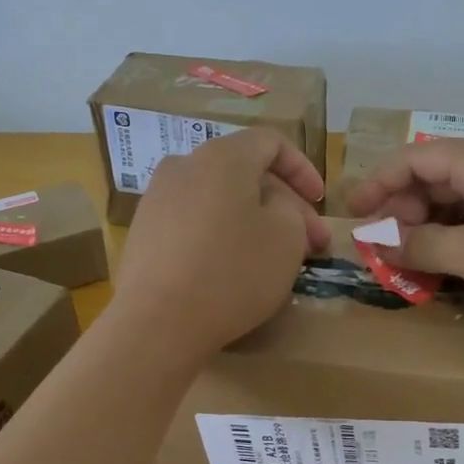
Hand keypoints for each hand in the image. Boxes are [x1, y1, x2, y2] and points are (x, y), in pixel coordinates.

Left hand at [114, 127, 330, 355]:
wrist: (158, 322)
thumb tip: (271, 206)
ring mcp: (156, 200)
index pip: (270, 142)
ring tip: (274, 259)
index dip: (303, 169)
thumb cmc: (233, 272)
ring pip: (219, 200)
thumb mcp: (287, 236)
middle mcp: (183, 166)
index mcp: (222, 156)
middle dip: (284, 205)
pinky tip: (232, 271)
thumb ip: (291, 209)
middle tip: (310, 245)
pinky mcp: (143, 235)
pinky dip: (220, 237)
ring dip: (253, 222)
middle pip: (244, 173)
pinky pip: (193, 224)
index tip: (321, 203)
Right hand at [343, 136, 463, 320]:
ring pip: (462, 200)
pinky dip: (461, 236)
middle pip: (436, 177)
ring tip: (414, 260)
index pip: (413, 159)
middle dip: (403, 210)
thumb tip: (379, 241)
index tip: (354, 216)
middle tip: (387, 248)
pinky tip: (455, 263)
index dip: (377, 185)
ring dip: (431, 227)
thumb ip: (422, 246)